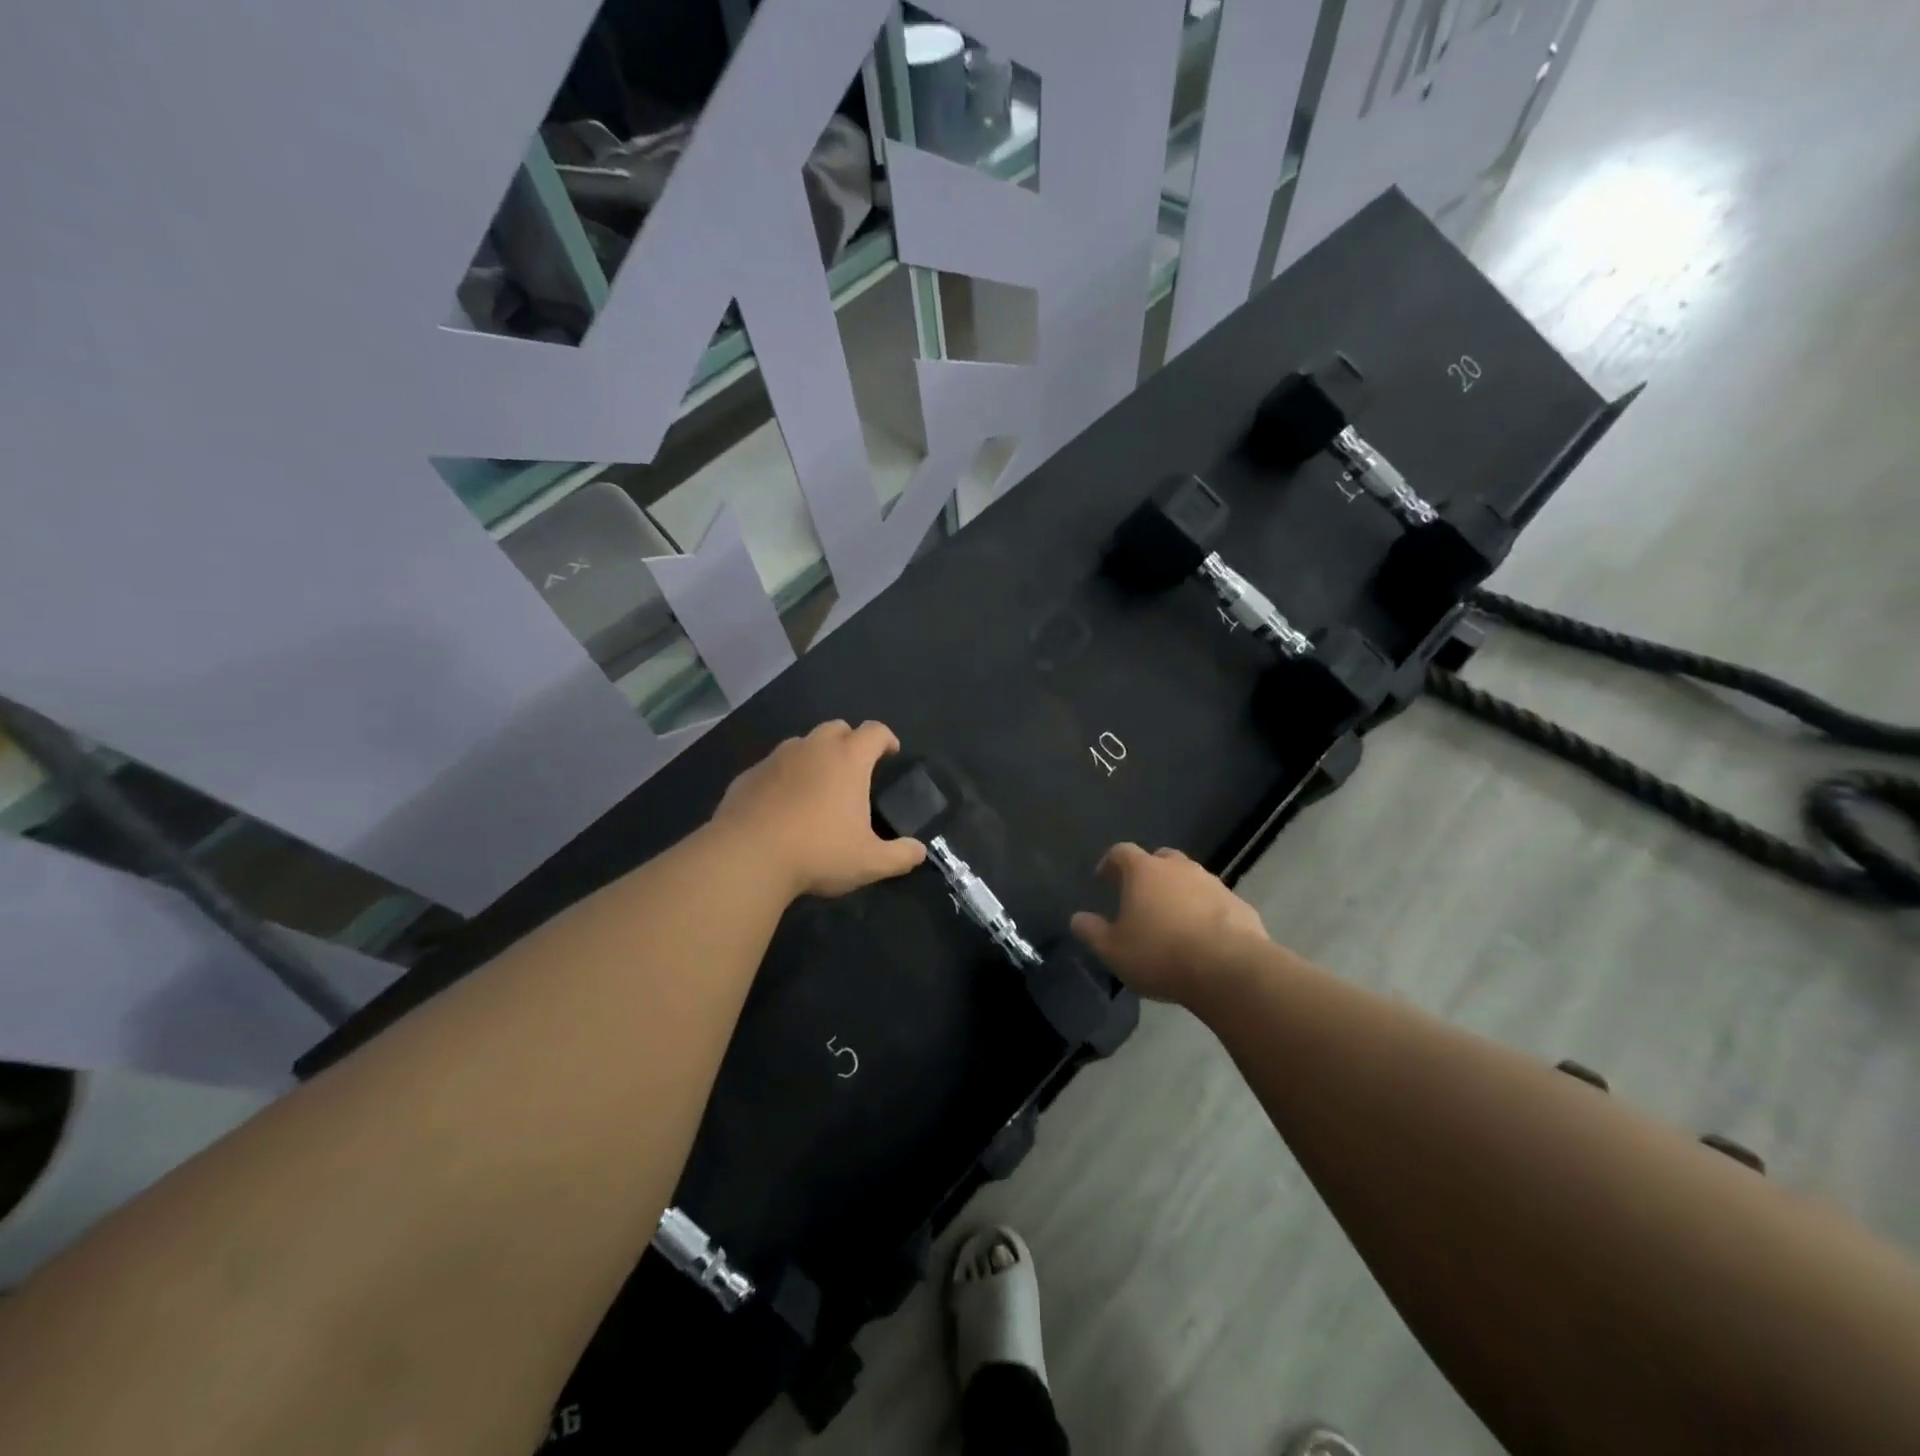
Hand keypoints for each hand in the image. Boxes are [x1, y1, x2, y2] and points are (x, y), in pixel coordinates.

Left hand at [711, 720, 926, 898]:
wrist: (747, 857)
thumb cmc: (818, 852)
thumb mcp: (870, 862)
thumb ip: (900, 855)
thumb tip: (919, 851)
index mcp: (848, 760)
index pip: (874, 731)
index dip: (887, 739)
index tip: (891, 754)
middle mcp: (812, 748)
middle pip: (837, 727)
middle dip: (850, 741)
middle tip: (854, 770)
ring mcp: (776, 759)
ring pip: (802, 744)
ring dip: (815, 756)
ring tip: (818, 787)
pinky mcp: (748, 775)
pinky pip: (773, 767)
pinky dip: (784, 777)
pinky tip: (782, 805)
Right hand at [1070, 843, 1267, 1004]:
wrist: (1229, 969)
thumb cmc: (1160, 954)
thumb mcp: (1113, 950)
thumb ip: (1092, 931)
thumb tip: (1077, 918)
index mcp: (1144, 871)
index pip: (1121, 852)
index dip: (1110, 863)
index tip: (1103, 878)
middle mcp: (1179, 868)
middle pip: (1159, 859)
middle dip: (1148, 872)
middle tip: (1139, 896)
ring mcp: (1213, 883)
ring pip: (1190, 878)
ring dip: (1178, 892)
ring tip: (1171, 919)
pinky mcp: (1239, 904)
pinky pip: (1214, 901)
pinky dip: (1205, 911)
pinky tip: (1201, 936)